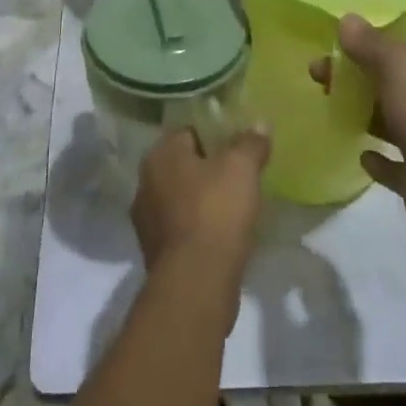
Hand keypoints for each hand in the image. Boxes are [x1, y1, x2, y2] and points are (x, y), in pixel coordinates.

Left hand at [132, 126, 270, 292]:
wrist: (196, 282)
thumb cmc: (215, 212)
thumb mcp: (242, 168)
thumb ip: (250, 143)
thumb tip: (259, 124)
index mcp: (160, 155)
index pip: (188, 131)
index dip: (215, 135)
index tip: (238, 145)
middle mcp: (145, 182)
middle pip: (183, 166)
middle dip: (208, 169)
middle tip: (239, 175)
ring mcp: (147, 220)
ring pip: (181, 198)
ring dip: (202, 201)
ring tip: (234, 207)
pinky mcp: (155, 252)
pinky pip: (182, 228)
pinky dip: (199, 228)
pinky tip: (222, 235)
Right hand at [310, 16, 405, 264]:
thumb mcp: (401, 68)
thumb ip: (372, 44)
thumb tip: (347, 19)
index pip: (400, 55)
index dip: (364, 50)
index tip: (328, 52)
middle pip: (392, 87)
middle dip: (356, 81)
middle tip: (318, 81)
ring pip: (393, 124)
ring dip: (365, 116)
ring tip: (329, 110)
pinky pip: (395, 166)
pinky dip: (378, 159)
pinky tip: (360, 154)